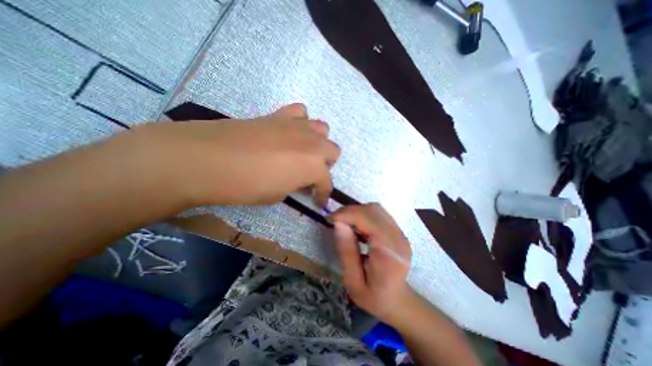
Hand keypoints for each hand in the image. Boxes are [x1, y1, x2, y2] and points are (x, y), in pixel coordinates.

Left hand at [129, 103, 340, 204]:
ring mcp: (297, 126)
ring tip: (303, 152)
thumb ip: (295, 184)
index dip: (323, 194)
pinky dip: (300, 122)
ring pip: (322, 128)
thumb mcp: (278, 195)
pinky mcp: (279, 115)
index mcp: (314, 166)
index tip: (317, 201)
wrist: (208, 158)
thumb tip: (299, 180)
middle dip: (325, 165)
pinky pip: (300, 112)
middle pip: (333, 150)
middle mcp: (312, 143)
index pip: (326, 183)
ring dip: (317, 142)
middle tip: (310, 174)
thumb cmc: (247, 185)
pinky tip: (289, 132)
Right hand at [332, 203, 410, 325]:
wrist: (398, 302)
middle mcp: (398, 238)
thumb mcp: (353, 281)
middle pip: (373, 210)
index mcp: (389, 253)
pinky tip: (355, 226)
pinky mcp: (397, 231)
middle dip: (350, 211)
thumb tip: (338, 223)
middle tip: (334, 221)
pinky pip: (378, 214)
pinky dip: (363, 214)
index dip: (347, 214)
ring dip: (356, 211)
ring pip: (376, 209)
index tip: (330, 220)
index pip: (369, 219)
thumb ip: (347, 252)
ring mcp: (400, 233)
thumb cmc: (374, 297)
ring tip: (343, 222)